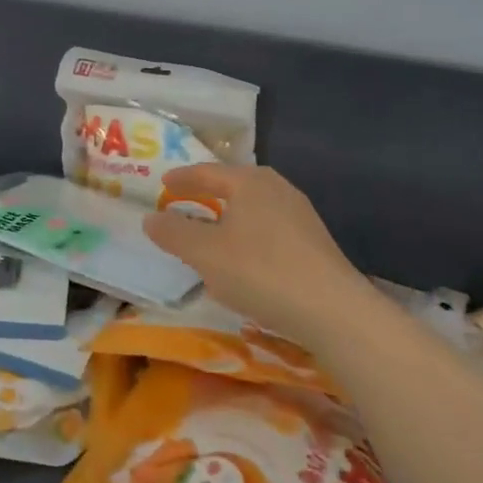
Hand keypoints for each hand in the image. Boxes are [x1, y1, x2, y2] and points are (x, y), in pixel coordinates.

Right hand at [143, 164, 367, 340]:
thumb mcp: (205, 253)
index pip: (208, 172)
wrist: (333, 311)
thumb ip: (174, 233)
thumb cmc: (261, 272)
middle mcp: (278, 188)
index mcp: (250, 182)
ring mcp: (301, 215)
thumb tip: (150, 217)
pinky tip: (244, 257)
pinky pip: (269, 228)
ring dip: (229, 215)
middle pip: (234, 184)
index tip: (162, 182)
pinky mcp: (314, 242)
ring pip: (253, 207)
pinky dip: (248, 234)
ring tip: (211, 229)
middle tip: (184, 200)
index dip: (182, 178)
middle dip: (208, 192)